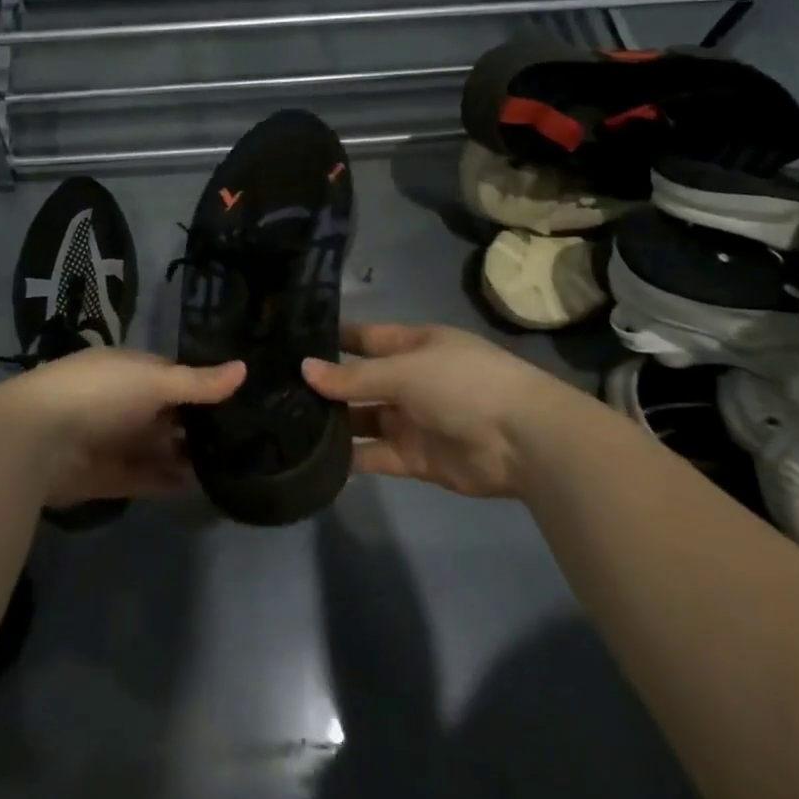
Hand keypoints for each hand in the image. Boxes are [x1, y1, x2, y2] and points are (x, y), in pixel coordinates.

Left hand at [0, 346, 244, 508]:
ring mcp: (114, 440)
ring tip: (229, 464)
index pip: (173, 375)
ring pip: (158, 447)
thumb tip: (245, 368)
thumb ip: (199, 383)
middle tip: (245, 436)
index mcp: (130, 370)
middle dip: (197, 424)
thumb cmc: (101, 394)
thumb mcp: (155, 381)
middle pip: (167, 414)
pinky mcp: (108, 477)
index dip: (203, 386)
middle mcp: (124, 402)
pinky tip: (197, 486)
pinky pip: (145, 478)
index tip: (240, 398)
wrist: (38, 441)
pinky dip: (167, 481)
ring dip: (185, 455)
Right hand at [303, 323, 572, 499]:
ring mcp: (411, 420)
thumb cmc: (463, 384)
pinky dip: (350, 459)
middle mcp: (409, 380)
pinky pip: (375, 455)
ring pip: (362, 419)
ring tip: (285, 424)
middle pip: (359, 381)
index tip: (288, 341)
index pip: (363, 338)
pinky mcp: (414, 458)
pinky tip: (314, 459)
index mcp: (412, 345)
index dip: (331, 339)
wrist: (524, 442)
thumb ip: (354, 376)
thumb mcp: (405, 370)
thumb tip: (304, 369)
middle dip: (325, 386)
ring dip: (333, 423)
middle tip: (274, 389)